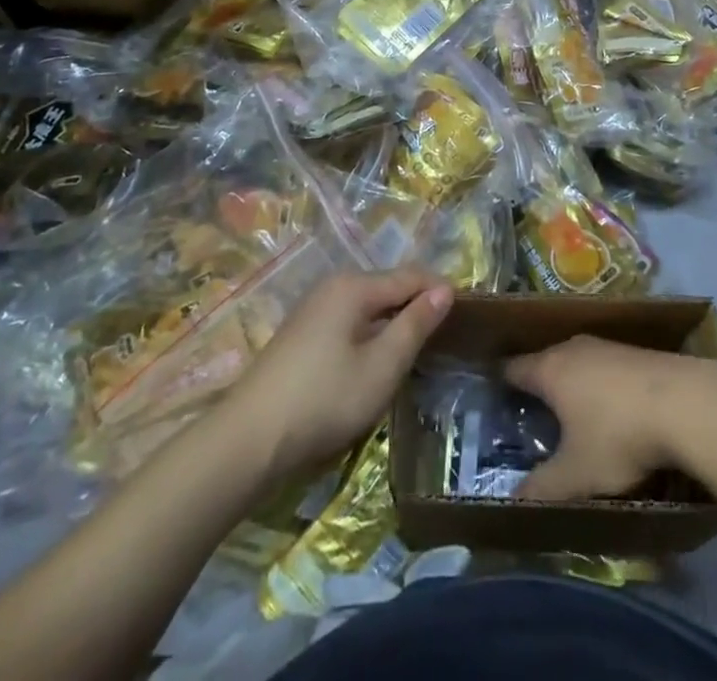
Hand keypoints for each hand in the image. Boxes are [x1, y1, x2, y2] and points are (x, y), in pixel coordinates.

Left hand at [229, 268, 452, 476]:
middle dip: (416, 306)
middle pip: (388, 287)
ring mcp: (314, 310)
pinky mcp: (302, 335)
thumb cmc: (325, 399)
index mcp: (354, 286)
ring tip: (417, 350)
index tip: (467, 313)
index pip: (410, 276)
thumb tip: (444, 289)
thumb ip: (415, 325)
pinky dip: (371, 334)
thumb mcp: (382, 366)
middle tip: (445, 335)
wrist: (249, 440)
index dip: (439, 291)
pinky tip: (377, 360)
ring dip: (393, 323)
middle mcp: (333, 286)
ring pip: (368, 307)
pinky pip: (350, 322)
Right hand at [505, 336, 711, 501]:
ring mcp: (606, 346)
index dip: (500, 384)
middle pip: (545, 363)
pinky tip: (610, 412)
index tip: (491, 399)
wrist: (686, 403)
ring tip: (569, 417)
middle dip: (537, 388)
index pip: (512, 368)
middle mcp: (573, 348)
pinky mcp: (635, 353)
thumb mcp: (576, 474)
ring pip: (577, 364)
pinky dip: (599, 387)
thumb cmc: (618, 434)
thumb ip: (542, 487)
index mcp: (550, 369)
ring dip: (571, 386)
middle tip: (529, 417)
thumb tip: (512, 500)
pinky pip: (603, 368)